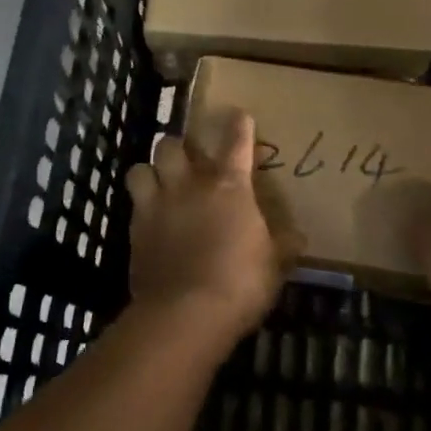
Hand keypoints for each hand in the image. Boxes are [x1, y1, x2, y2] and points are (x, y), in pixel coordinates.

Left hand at [126, 109, 301, 350]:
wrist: (186, 314)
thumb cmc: (240, 283)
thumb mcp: (274, 266)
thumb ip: (284, 246)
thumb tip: (298, 237)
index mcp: (229, 187)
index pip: (236, 143)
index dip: (239, 126)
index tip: (240, 115)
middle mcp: (189, 186)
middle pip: (170, 145)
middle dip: (177, 147)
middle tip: (186, 160)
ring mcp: (156, 206)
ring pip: (140, 169)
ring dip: (149, 172)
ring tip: (158, 184)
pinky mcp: (135, 232)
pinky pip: (132, 206)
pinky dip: (140, 208)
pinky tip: (149, 222)